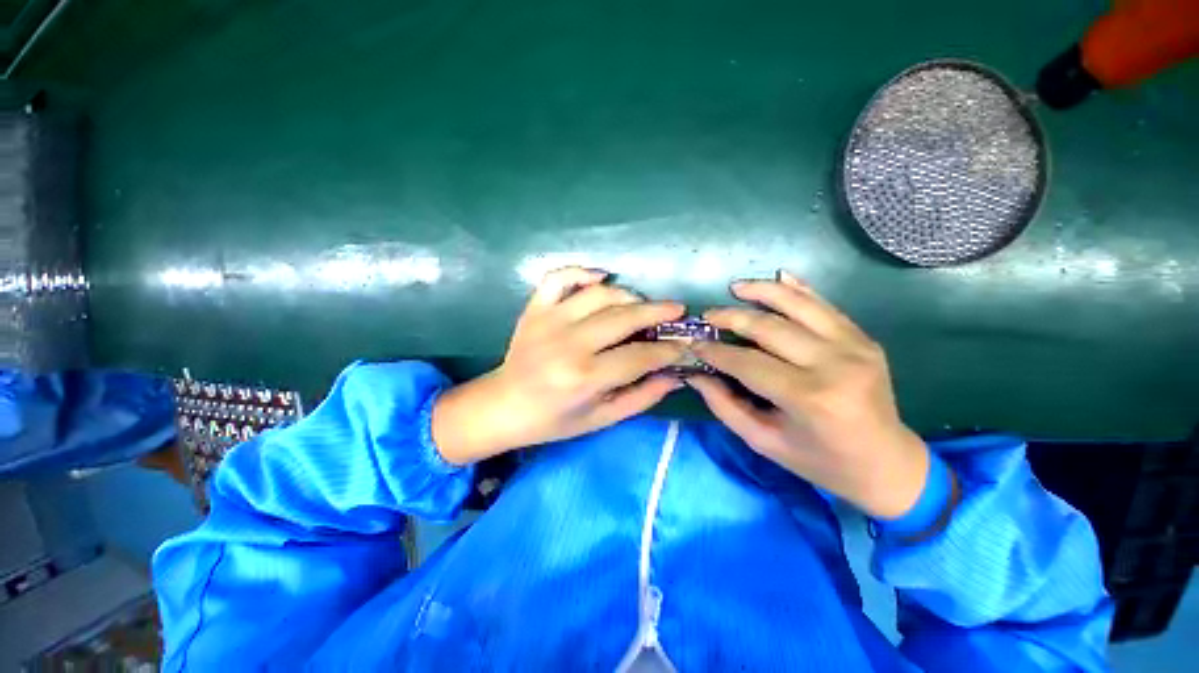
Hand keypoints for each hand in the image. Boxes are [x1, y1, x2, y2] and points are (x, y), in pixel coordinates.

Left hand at [432, 267, 687, 464]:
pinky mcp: (535, 309)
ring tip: (642, 305)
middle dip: (658, 313)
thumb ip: (641, 397)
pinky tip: (600, 277)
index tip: (684, 344)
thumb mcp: (601, 419)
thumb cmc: (554, 419)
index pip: (640, 356)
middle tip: (677, 310)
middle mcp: (569, 343)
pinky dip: (582, 272)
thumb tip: (675, 375)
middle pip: (624, 318)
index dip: (667, 350)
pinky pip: (559, 277)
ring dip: (628, 296)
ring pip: (599, 294)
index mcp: (585, 377)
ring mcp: (549, 320)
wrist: (504, 405)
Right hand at [687, 271, 929, 519]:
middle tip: (707, 316)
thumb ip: (724, 405)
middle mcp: (834, 364)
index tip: (694, 343)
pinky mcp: (864, 338)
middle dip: (731, 317)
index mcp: (810, 398)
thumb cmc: (820, 462)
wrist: (887, 464)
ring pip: (799, 305)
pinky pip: (825, 305)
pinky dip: (799, 289)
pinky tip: (779, 277)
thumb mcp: (764, 441)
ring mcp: (855, 346)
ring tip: (735, 287)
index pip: (748, 363)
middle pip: (770, 327)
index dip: (716, 351)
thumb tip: (695, 374)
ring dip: (763, 291)